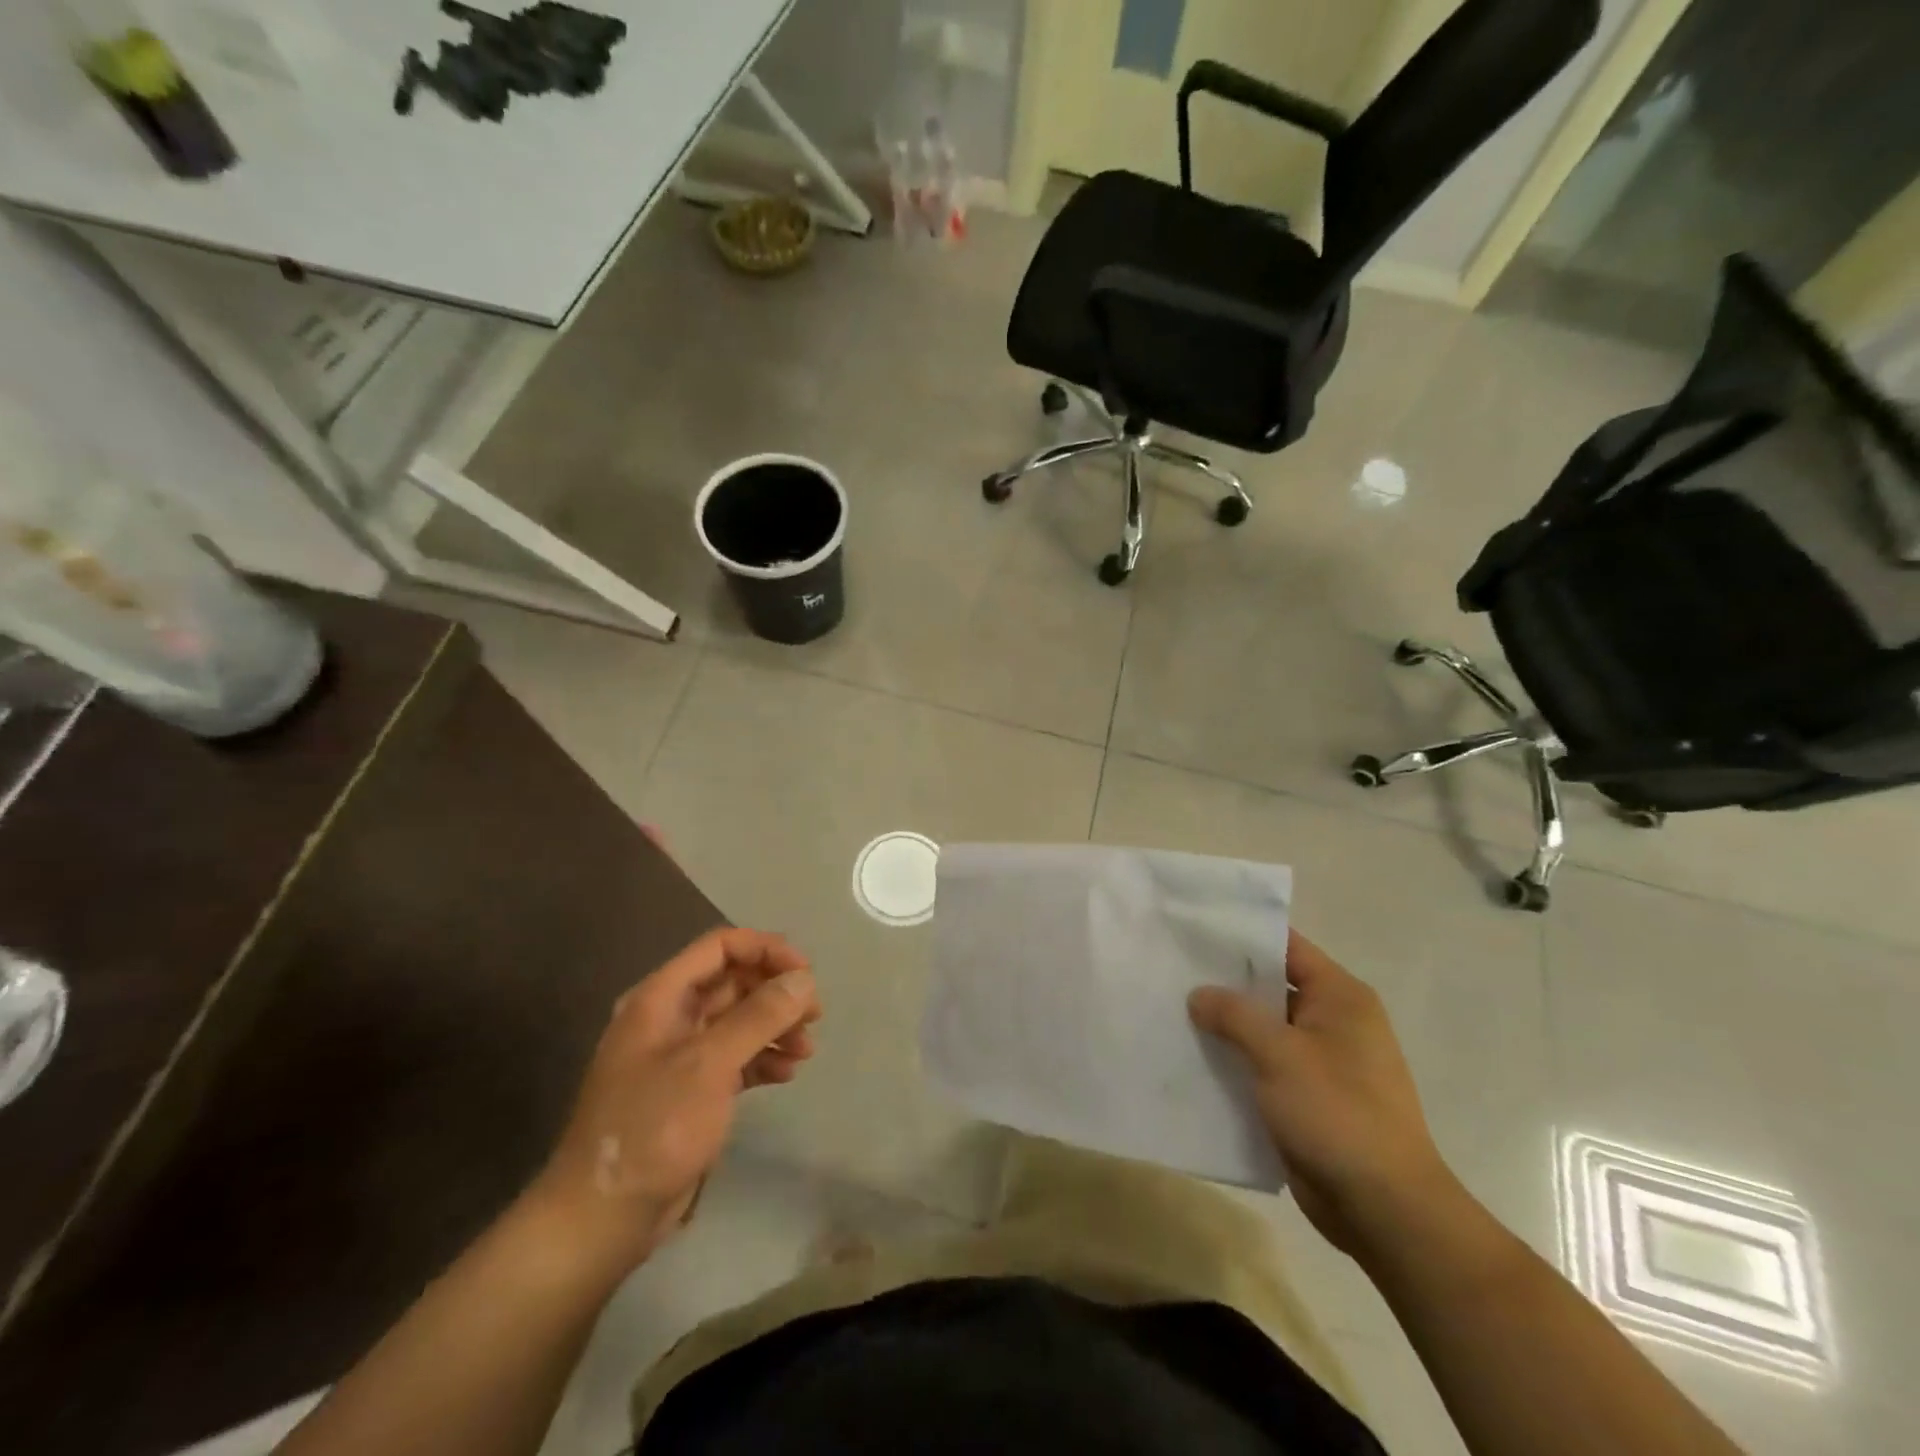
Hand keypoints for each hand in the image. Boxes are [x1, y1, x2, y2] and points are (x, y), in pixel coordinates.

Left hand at [527, 928, 821, 1276]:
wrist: (602, 1220)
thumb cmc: (653, 1128)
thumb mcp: (709, 1065)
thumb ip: (759, 1015)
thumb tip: (804, 978)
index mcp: (661, 997)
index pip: (719, 947)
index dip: (765, 950)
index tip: (805, 972)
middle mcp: (669, 1018)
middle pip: (732, 982)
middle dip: (776, 991)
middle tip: (814, 1014)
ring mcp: (679, 1056)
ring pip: (738, 1021)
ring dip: (775, 1027)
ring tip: (806, 1049)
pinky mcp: (690, 1092)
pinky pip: (735, 1058)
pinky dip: (762, 1059)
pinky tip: (787, 1074)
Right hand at [1189, 931, 1456, 1256]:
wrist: (1384, 1209)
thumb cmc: (1338, 1113)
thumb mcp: (1280, 1054)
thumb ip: (1234, 1015)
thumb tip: (1198, 994)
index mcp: (1340, 997)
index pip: (1286, 947)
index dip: (1243, 935)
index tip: (1194, 928)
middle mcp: (1333, 1021)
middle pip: (1271, 986)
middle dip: (1224, 982)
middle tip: (1172, 969)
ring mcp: (1321, 1061)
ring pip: (1263, 1029)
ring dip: (1225, 1025)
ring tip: (1171, 1009)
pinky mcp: (1307, 1097)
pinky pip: (1264, 1065)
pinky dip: (1235, 1060)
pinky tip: (1193, 1057)